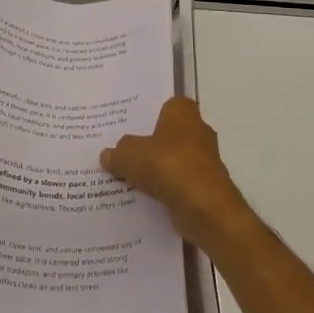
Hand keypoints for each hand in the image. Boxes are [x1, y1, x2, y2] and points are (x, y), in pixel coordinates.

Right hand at [101, 97, 252, 251]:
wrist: (205, 207)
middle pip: (168, 133)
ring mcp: (205, 159)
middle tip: (123, 151)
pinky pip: (179, 182)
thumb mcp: (130, 156)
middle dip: (150, 143)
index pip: (165, 105)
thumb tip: (107, 154)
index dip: (148, 114)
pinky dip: (166, 188)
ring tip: (128, 176)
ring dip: (157, 168)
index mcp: (183, 112)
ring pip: (174, 159)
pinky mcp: (206, 185)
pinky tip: (144, 196)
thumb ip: (117, 153)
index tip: (129, 125)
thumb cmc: (168, 166)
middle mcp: (198, 130)